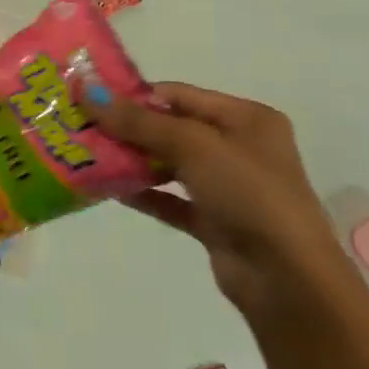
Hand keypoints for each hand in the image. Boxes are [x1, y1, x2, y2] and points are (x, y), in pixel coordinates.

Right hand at [82, 83, 351, 315]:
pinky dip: (144, 193)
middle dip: (128, 128)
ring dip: (132, 161)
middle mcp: (239, 147)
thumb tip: (87, 90)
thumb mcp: (193, 146)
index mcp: (246, 118)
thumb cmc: (248, 194)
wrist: (287, 279)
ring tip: (87, 156)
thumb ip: (138, 121)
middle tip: (81, 127)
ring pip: (170, 164)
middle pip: (172, 128)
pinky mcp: (216, 221)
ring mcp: (228, 186)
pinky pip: (172, 200)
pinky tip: (108, 190)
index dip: (135, 95)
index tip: (90, 99)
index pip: (180, 95)